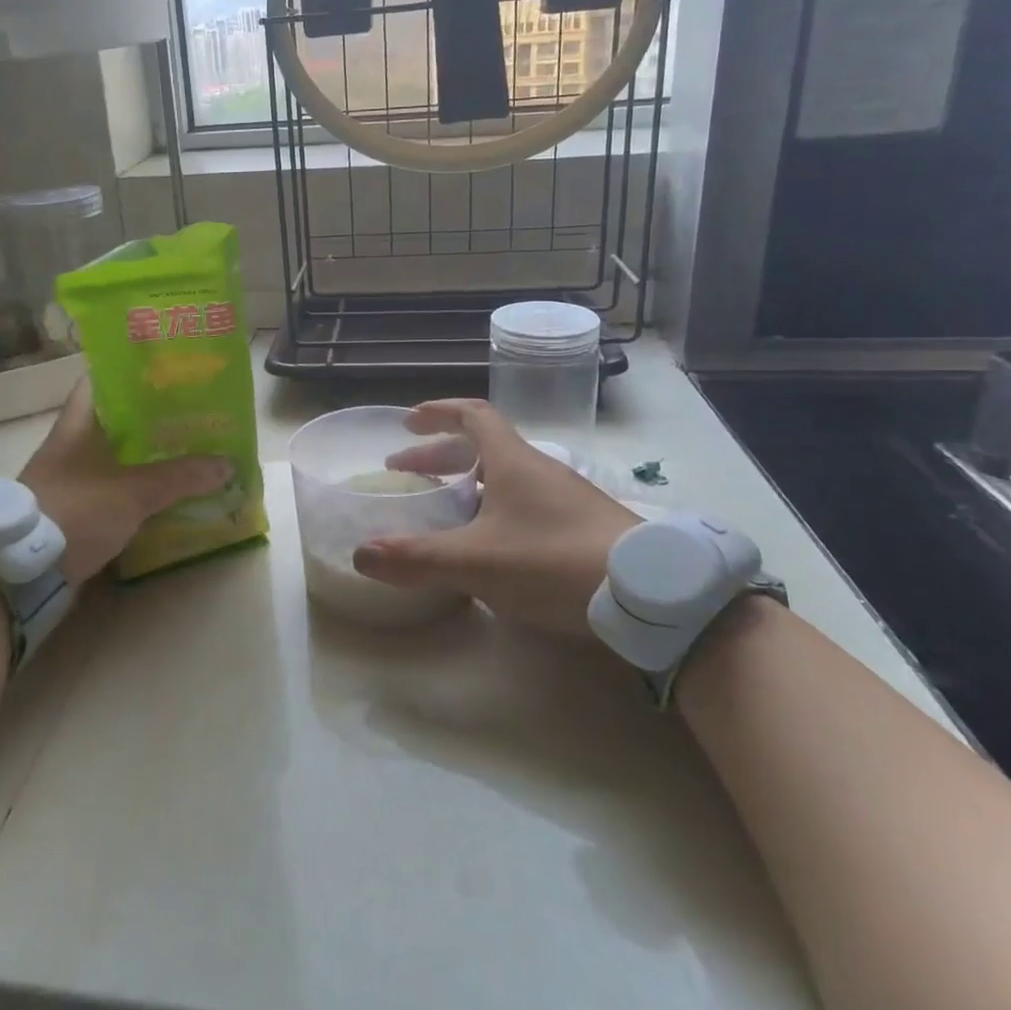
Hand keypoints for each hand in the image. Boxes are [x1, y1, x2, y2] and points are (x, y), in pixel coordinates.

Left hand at [19, 380, 232, 584]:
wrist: (22, 571)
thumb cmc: (75, 511)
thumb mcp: (133, 492)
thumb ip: (180, 477)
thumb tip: (227, 464)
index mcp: (78, 423)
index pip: (101, 379)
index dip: (132, 370)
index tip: (169, 370)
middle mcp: (73, 444)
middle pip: (117, 419)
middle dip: (154, 417)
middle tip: (193, 413)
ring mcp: (72, 477)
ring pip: (118, 455)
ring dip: (148, 455)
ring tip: (190, 451)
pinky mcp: (75, 507)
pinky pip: (114, 486)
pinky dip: (138, 486)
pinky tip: (167, 492)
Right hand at [352, 399, 642, 637]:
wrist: (650, 595)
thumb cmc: (554, 561)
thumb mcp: (476, 562)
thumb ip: (416, 559)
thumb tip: (360, 555)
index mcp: (512, 461)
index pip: (472, 415)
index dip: (437, 413)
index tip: (408, 422)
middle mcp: (539, 470)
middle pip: (483, 447)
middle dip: (440, 456)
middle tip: (406, 473)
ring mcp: (565, 498)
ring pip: (505, 477)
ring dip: (468, 483)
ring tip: (442, 508)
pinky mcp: (583, 528)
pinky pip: (526, 503)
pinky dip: (495, 509)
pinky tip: (490, 545)